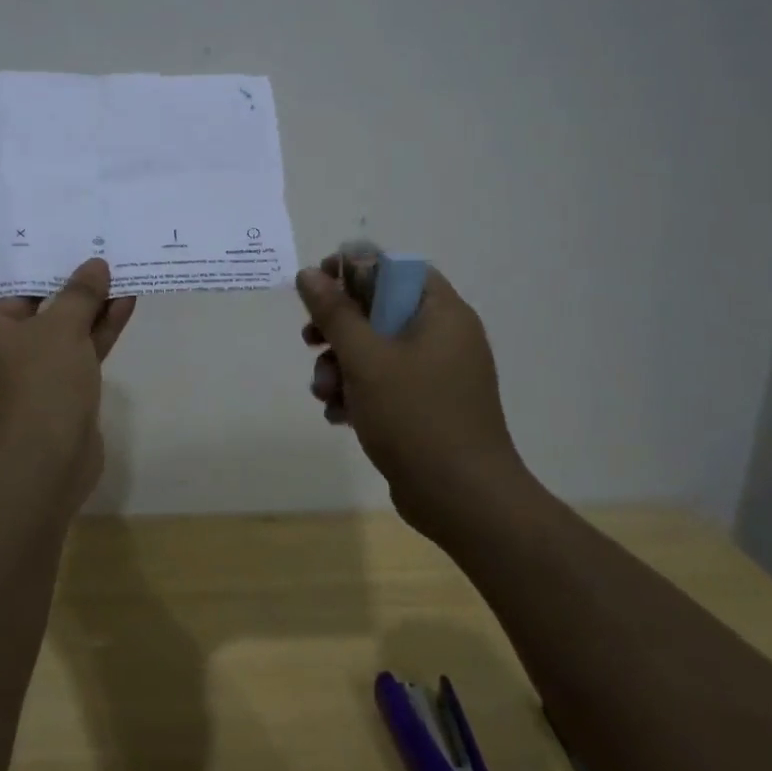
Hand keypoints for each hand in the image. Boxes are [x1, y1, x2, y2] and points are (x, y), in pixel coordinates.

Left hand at [0, 252, 136, 507]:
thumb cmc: (33, 386)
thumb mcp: (60, 330)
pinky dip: (95, 328)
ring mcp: (24, 370)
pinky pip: (74, 348)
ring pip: (50, 324)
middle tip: (46, 234)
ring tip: (103, 262)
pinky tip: (125, 301)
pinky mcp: (54, 390)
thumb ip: (79, 295)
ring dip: (76, 300)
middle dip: (31, 272)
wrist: (42, 469)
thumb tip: (94, 267)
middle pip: (7, 300)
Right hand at [295, 255, 522, 535]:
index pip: (396, 269)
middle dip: (338, 329)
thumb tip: (308, 274)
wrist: (463, 501)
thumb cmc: (416, 416)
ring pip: (376, 351)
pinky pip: (386, 384)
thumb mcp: (366, 359)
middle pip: (380, 311)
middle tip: (310, 339)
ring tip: (323, 392)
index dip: (355, 269)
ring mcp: (438, 375)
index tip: (318, 285)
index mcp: (442, 314)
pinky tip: (339, 415)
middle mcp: (445, 337)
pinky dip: (359, 392)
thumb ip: (335, 313)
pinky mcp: (428, 407)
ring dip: (341, 366)